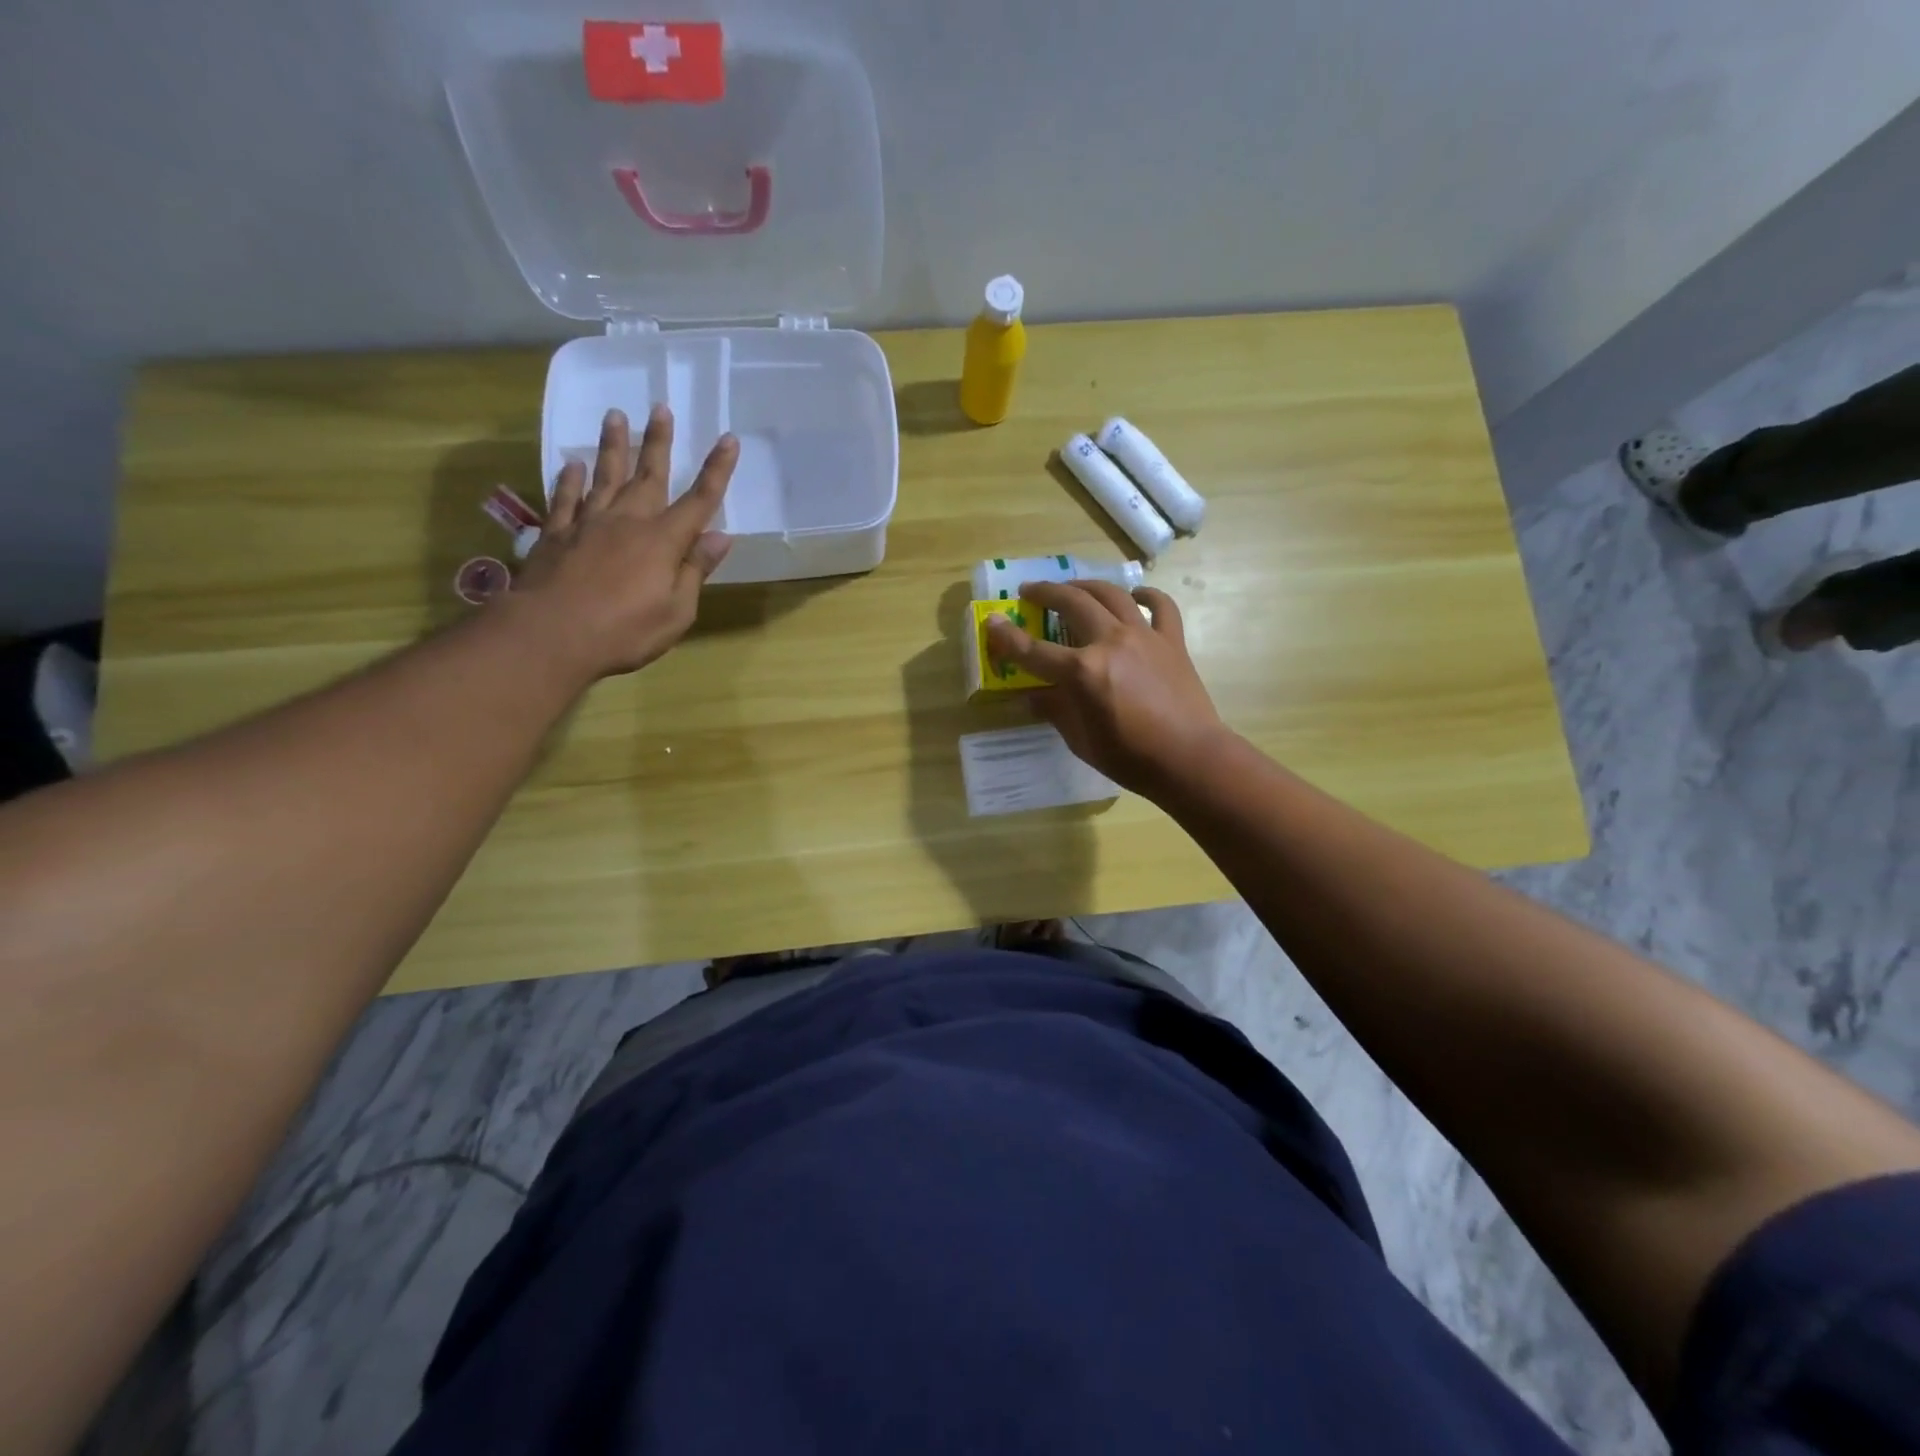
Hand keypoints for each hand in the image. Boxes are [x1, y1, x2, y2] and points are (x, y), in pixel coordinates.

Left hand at [510, 405, 735, 679]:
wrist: (552, 634)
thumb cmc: (625, 630)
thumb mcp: (677, 610)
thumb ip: (695, 571)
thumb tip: (720, 537)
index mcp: (664, 541)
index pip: (699, 500)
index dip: (717, 470)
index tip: (728, 440)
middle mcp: (628, 521)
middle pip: (648, 475)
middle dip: (658, 441)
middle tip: (660, 408)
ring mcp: (588, 524)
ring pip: (604, 476)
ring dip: (613, 446)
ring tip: (615, 416)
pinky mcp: (556, 535)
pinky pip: (565, 499)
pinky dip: (570, 480)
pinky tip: (572, 465)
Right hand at [985, 580, 1227, 795]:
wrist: (1190, 758)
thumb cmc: (1130, 757)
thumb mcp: (1081, 740)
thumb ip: (1055, 711)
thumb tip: (1033, 696)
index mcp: (1082, 671)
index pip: (1034, 651)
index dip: (1008, 638)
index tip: (992, 623)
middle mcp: (1110, 642)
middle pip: (1072, 603)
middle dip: (1045, 593)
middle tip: (1030, 591)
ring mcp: (1144, 636)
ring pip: (1111, 595)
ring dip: (1086, 586)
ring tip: (1072, 587)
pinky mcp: (1171, 641)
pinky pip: (1161, 606)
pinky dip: (1147, 596)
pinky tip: (1136, 596)